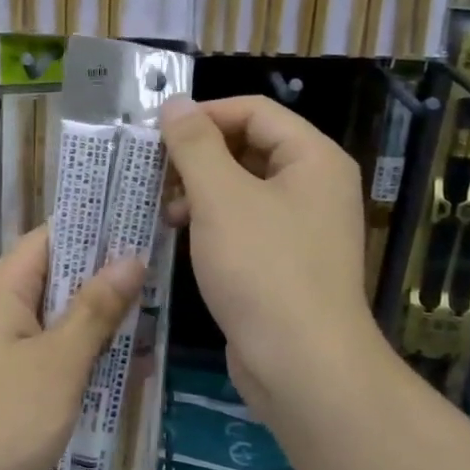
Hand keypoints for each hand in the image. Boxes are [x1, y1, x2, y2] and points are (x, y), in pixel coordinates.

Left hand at [0, 227, 141, 469]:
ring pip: (57, 321)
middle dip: (107, 283)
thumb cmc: (1, 419)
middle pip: (58, 278)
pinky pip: (48, 357)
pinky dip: (81, 361)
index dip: (97, 230)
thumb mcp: (60, 361)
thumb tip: (130, 257)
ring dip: (99, 327)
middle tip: (162, 285)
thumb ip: (96, 308)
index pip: (52, 237)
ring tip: (154, 330)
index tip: (145, 230)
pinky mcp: (2, 385)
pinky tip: (123, 375)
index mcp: (5, 287)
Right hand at [160, 96, 381, 408]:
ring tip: (164, 209)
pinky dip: (213, 222)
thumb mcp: (221, 198)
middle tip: (155, 173)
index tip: (156, 134)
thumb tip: (175, 104)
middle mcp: (315, 186)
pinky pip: (245, 224)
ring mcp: (303, 227)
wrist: (302, 366)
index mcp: (313, 158)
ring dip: (200, 190)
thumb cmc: (263, 269)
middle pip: (249, 147)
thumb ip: (195, 145)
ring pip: (243, 188)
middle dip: (199, 156)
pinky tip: (181, 236)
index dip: (204, 115)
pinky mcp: (286, 262)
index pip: (254, 111)